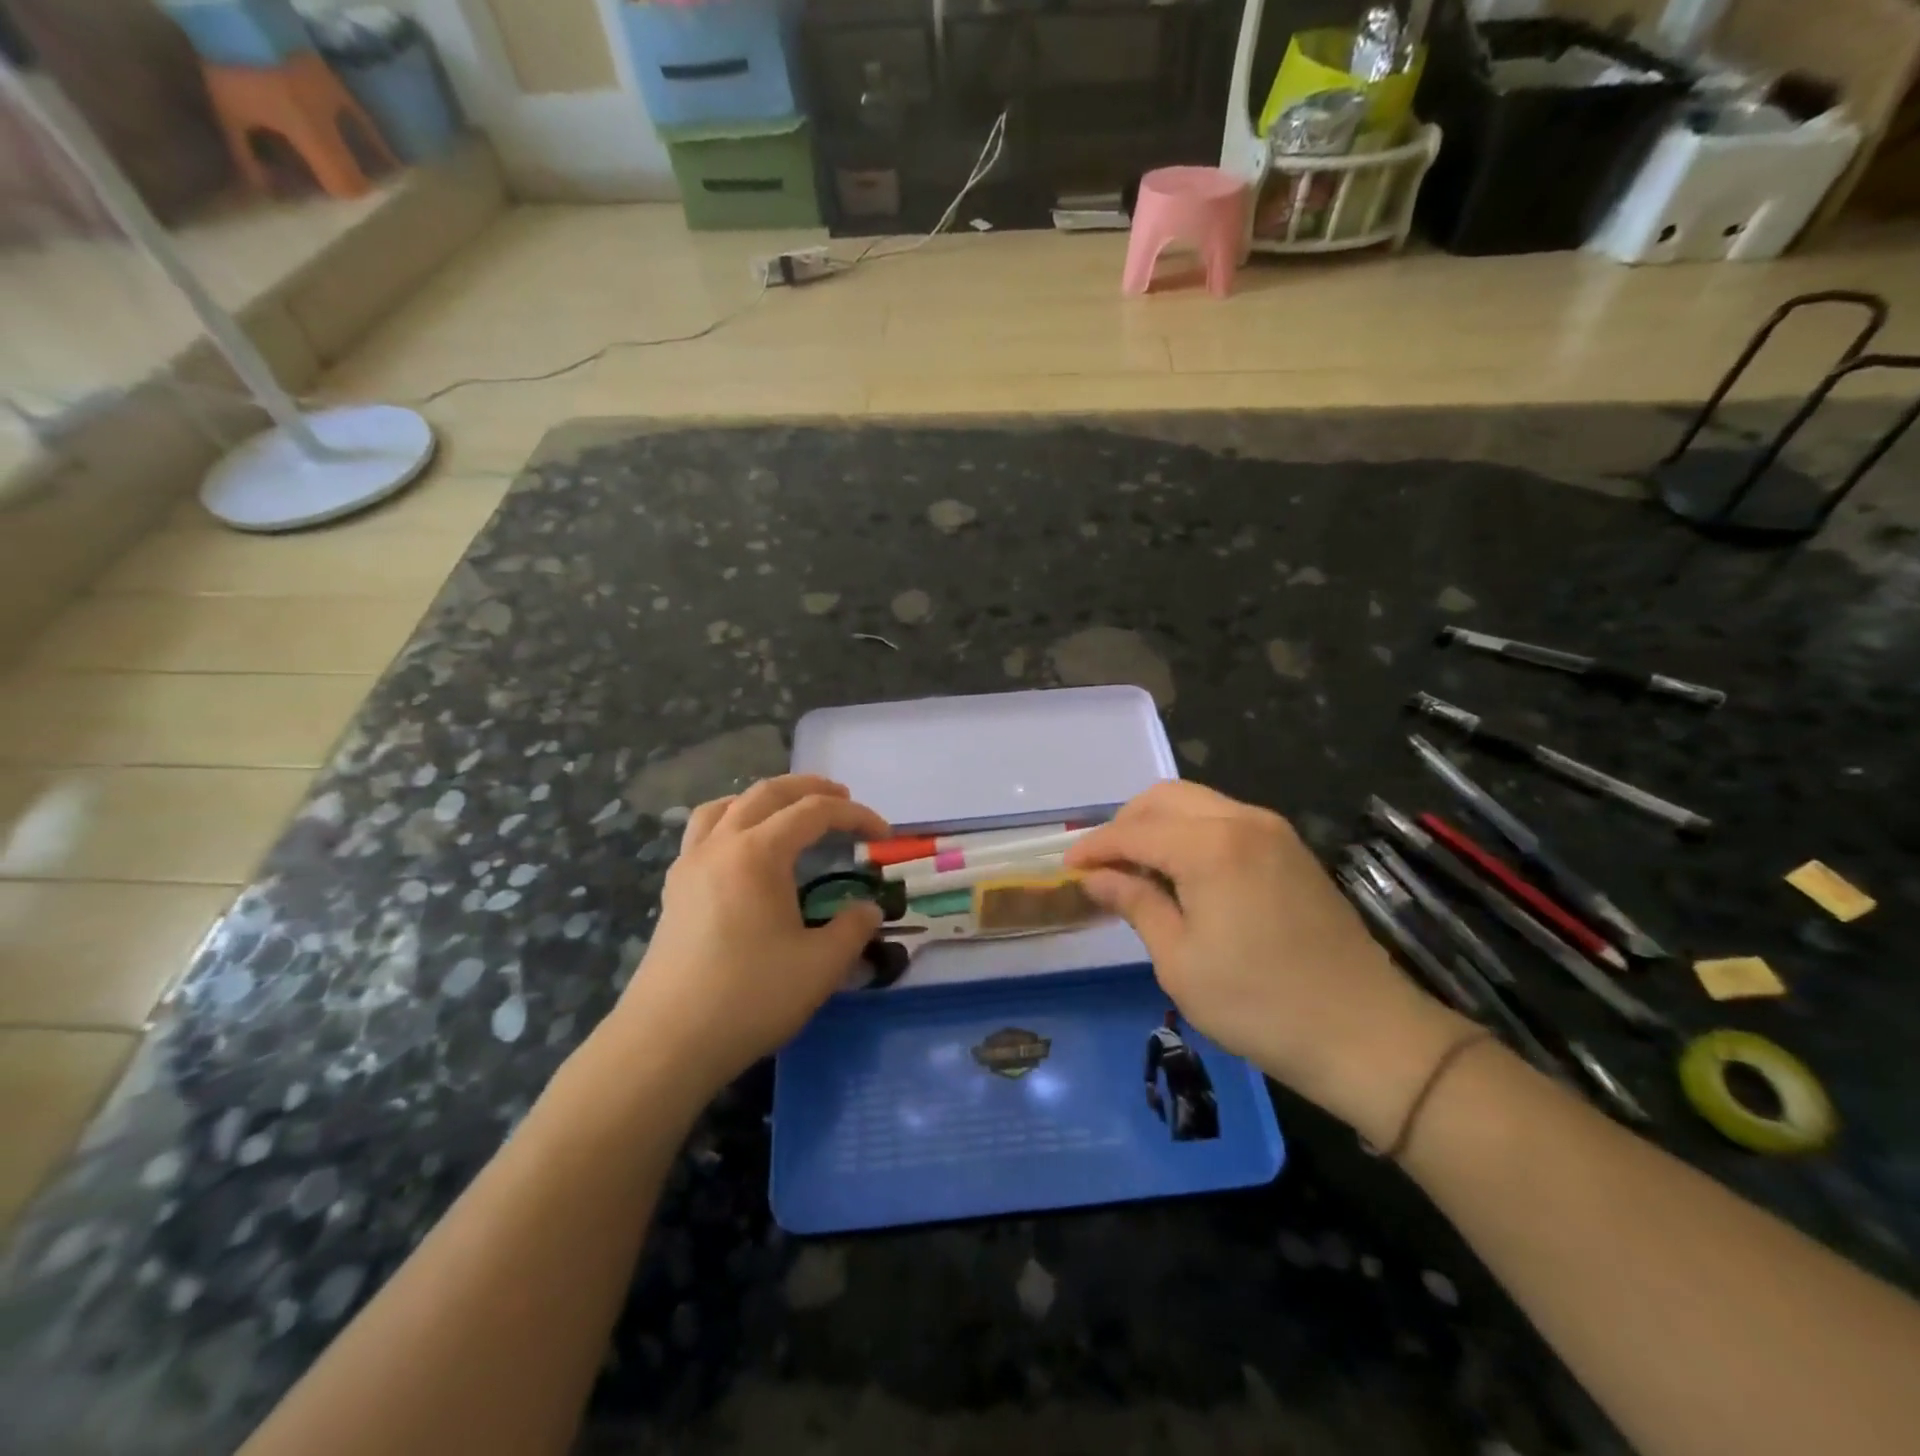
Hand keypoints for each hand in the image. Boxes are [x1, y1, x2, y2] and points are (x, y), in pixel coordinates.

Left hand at [601, 775, 888, 1101]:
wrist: (667, 1042)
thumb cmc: (749, 997)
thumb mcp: (821, 965)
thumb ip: (853, 928)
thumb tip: (868, 909)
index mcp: (758, 853)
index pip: (814, 812)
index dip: (855, 815)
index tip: (884, 833)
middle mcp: (720, 845)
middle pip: (766, 793)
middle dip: (809, 788)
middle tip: (842, 797)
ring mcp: (690, 865)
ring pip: (725, 806)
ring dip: (763, 798)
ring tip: (787, 811)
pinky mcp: (674, 890)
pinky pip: (702, 833)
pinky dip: (730, 822)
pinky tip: (744, 852)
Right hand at [1065, 782, 1469, 1140]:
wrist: (1366, 1033)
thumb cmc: (1260, 1004)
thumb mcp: (1179, 960)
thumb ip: (1135, 903)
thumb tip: (1094, 876)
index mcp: (1211, 845)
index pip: (1134, 831)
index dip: (1095, 847)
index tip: (1066, 868)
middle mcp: (1242, 820)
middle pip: (1165, 798)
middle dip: (1125, 824)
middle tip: (1102, 865)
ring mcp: (1272, 831)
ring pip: (1196, 802)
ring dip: (1158, 825)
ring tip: (1137, 868)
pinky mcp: (1290, 849)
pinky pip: (1225, 819)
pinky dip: (1191, 832)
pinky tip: (1181, 872)